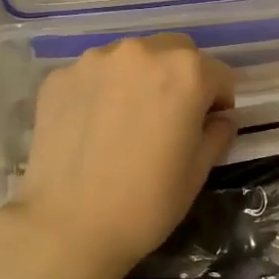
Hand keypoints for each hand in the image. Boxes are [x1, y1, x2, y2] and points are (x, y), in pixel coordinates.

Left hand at [0, 34, 235, 278]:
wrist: (68, 226)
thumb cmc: (146, 203)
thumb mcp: (198, 172)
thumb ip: (217, 133)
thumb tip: (218, 119)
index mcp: (185, 72)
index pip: (218, 74)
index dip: (218, 101)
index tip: (207, 125)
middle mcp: (141, 52)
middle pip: (175, 51)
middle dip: (181, 77)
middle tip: (170, 117)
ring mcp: (95, 61)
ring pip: (132, 58)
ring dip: (139, 78)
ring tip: (126, 120)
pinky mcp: (60, 77)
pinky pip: (94, 75)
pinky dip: (101, 91)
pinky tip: (93, 127)